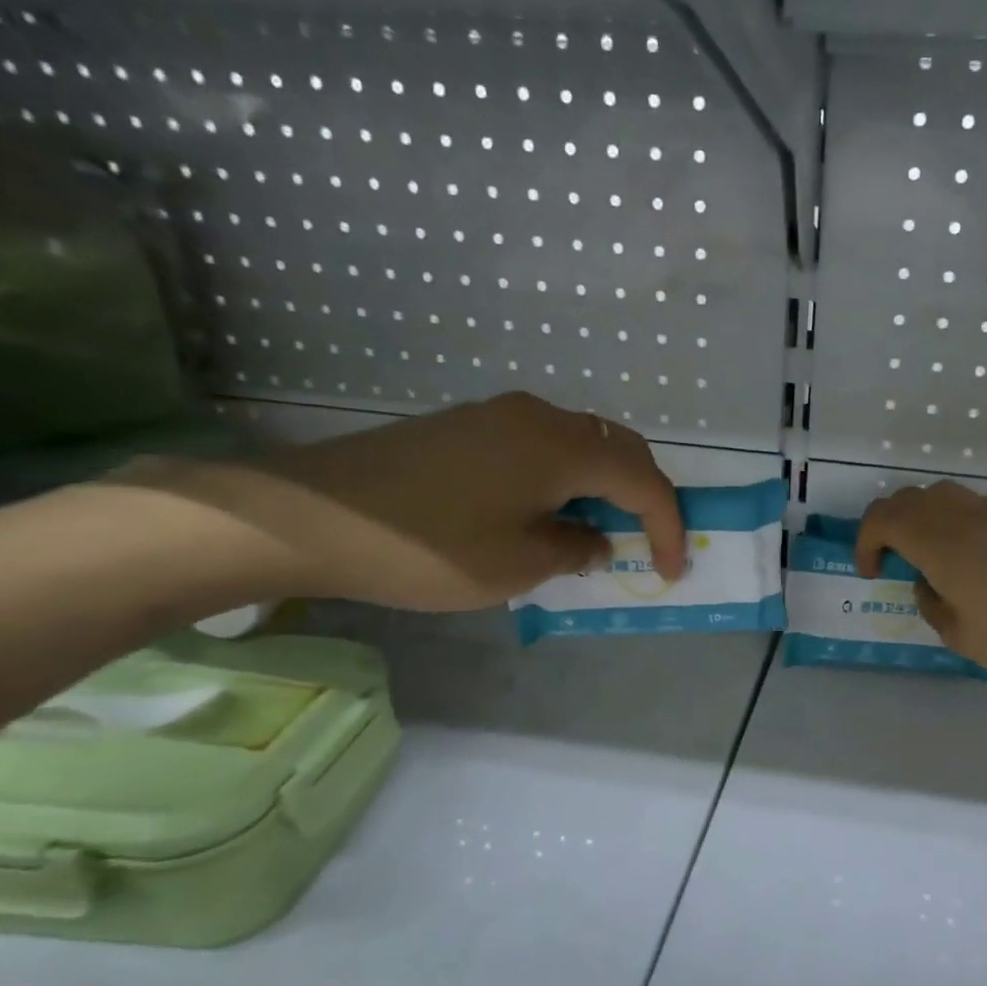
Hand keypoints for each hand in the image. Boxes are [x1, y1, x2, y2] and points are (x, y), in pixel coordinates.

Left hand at [120, 393, 684, 612]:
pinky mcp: (468, 427)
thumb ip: (576, 548)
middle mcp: (540, 416)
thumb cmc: (430, 546)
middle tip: (647, 542)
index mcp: (562, 446)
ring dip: (603, 486)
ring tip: (599, 531)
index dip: (668, 526)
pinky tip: (547, 513)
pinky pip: (542, 446)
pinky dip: (565, 479)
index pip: (643, 481)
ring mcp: (500, 416)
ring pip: (580, 444)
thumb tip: (596, 539)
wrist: (312, 515)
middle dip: (643, 496)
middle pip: (618, 449)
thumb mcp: (518, 564)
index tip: (674, 569)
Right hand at [855, 480, 986, 683]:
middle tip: (891, 560)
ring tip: (927, 553)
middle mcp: (963, 517)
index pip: (884, 518)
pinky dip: (953, 521)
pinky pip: (971, 505)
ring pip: (942, 494)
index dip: (866, 540)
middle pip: (909, 498)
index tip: (872, 572)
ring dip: (922, 517)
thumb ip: (931, 604)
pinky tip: (968, 556)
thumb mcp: (960, 636)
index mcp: (940, 543)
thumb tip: (927, 583)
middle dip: (889, 525)